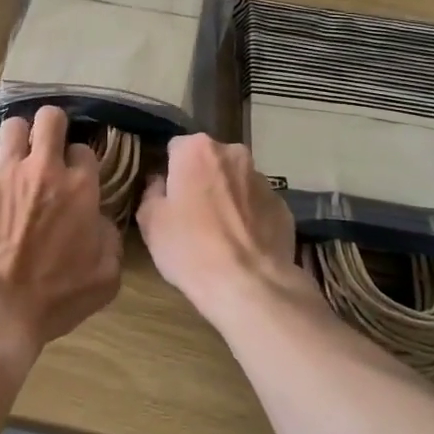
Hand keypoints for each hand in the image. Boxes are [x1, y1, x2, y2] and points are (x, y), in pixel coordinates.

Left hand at [0, 107, 121, 376]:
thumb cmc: (55, 299)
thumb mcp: (106, 276)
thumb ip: (110, 238)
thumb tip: (98, 219)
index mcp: (80, 188)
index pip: (83, 150)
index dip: (79, 160)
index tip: (73, 173)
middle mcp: (44, 170)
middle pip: (50, 118)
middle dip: (51, 125)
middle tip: (46, 142)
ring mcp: (4, 173)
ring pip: (12, 126)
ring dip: (16, 138)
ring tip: (13, 155)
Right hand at [136, 134, 312, 323]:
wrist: (248, 285)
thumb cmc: (190, 248)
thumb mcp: (150, 222)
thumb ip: (151, 192)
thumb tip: (160, 184)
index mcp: (197, 150)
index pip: (176, 148)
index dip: (169, 172)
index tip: (167, 196)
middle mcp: (233, 154)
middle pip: (210, 161)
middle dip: (201, 179)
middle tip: (191, 214)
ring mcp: (263, 180)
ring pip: (236, 182)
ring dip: (227, 197)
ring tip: (220, 234)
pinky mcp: (283, 206)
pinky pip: (258, 205)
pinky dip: (250, 217)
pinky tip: (243, 245)